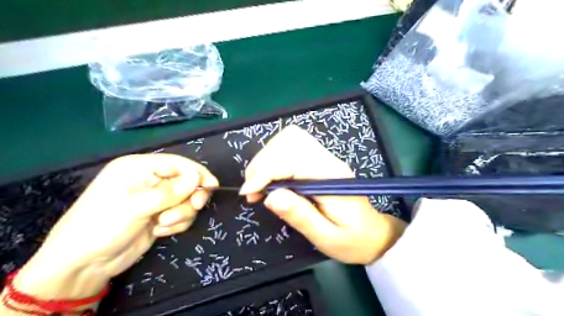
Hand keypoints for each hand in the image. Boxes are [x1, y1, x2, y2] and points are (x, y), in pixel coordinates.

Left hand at [15, 154, 217, 299]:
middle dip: (190, 196)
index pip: (178, 163)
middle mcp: (150, 181)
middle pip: (186, 182)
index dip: (197, 173)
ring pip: (186, 200)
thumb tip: (199, 178)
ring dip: (180, 214)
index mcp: (139, 168)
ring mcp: (157, 200)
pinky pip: (182, 215)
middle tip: (194, 206)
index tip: (212, 186)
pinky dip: (176, 224)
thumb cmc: (102, 226)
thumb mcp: (136, 206)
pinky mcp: (161, 216)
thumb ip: (171, 192)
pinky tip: (159, 232)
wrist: (85, 265)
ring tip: (162, 225)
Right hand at [240, 124, 408, 263]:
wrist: (373, 234)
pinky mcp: (320, 160)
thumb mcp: (326, 237)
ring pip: (290, 138)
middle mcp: (329, 160)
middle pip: (290, 141)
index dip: (266, 172)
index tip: (248, 193)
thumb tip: (270, 197)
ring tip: (258, 183)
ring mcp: (325, 157)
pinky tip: (270, 176)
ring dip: (267, 157)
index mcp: (332, 178)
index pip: (293, 160)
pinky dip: (275, 157)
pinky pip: (293, 146)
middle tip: (252, 189)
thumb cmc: (351, 240)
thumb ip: (300, 215)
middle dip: (263, 162)